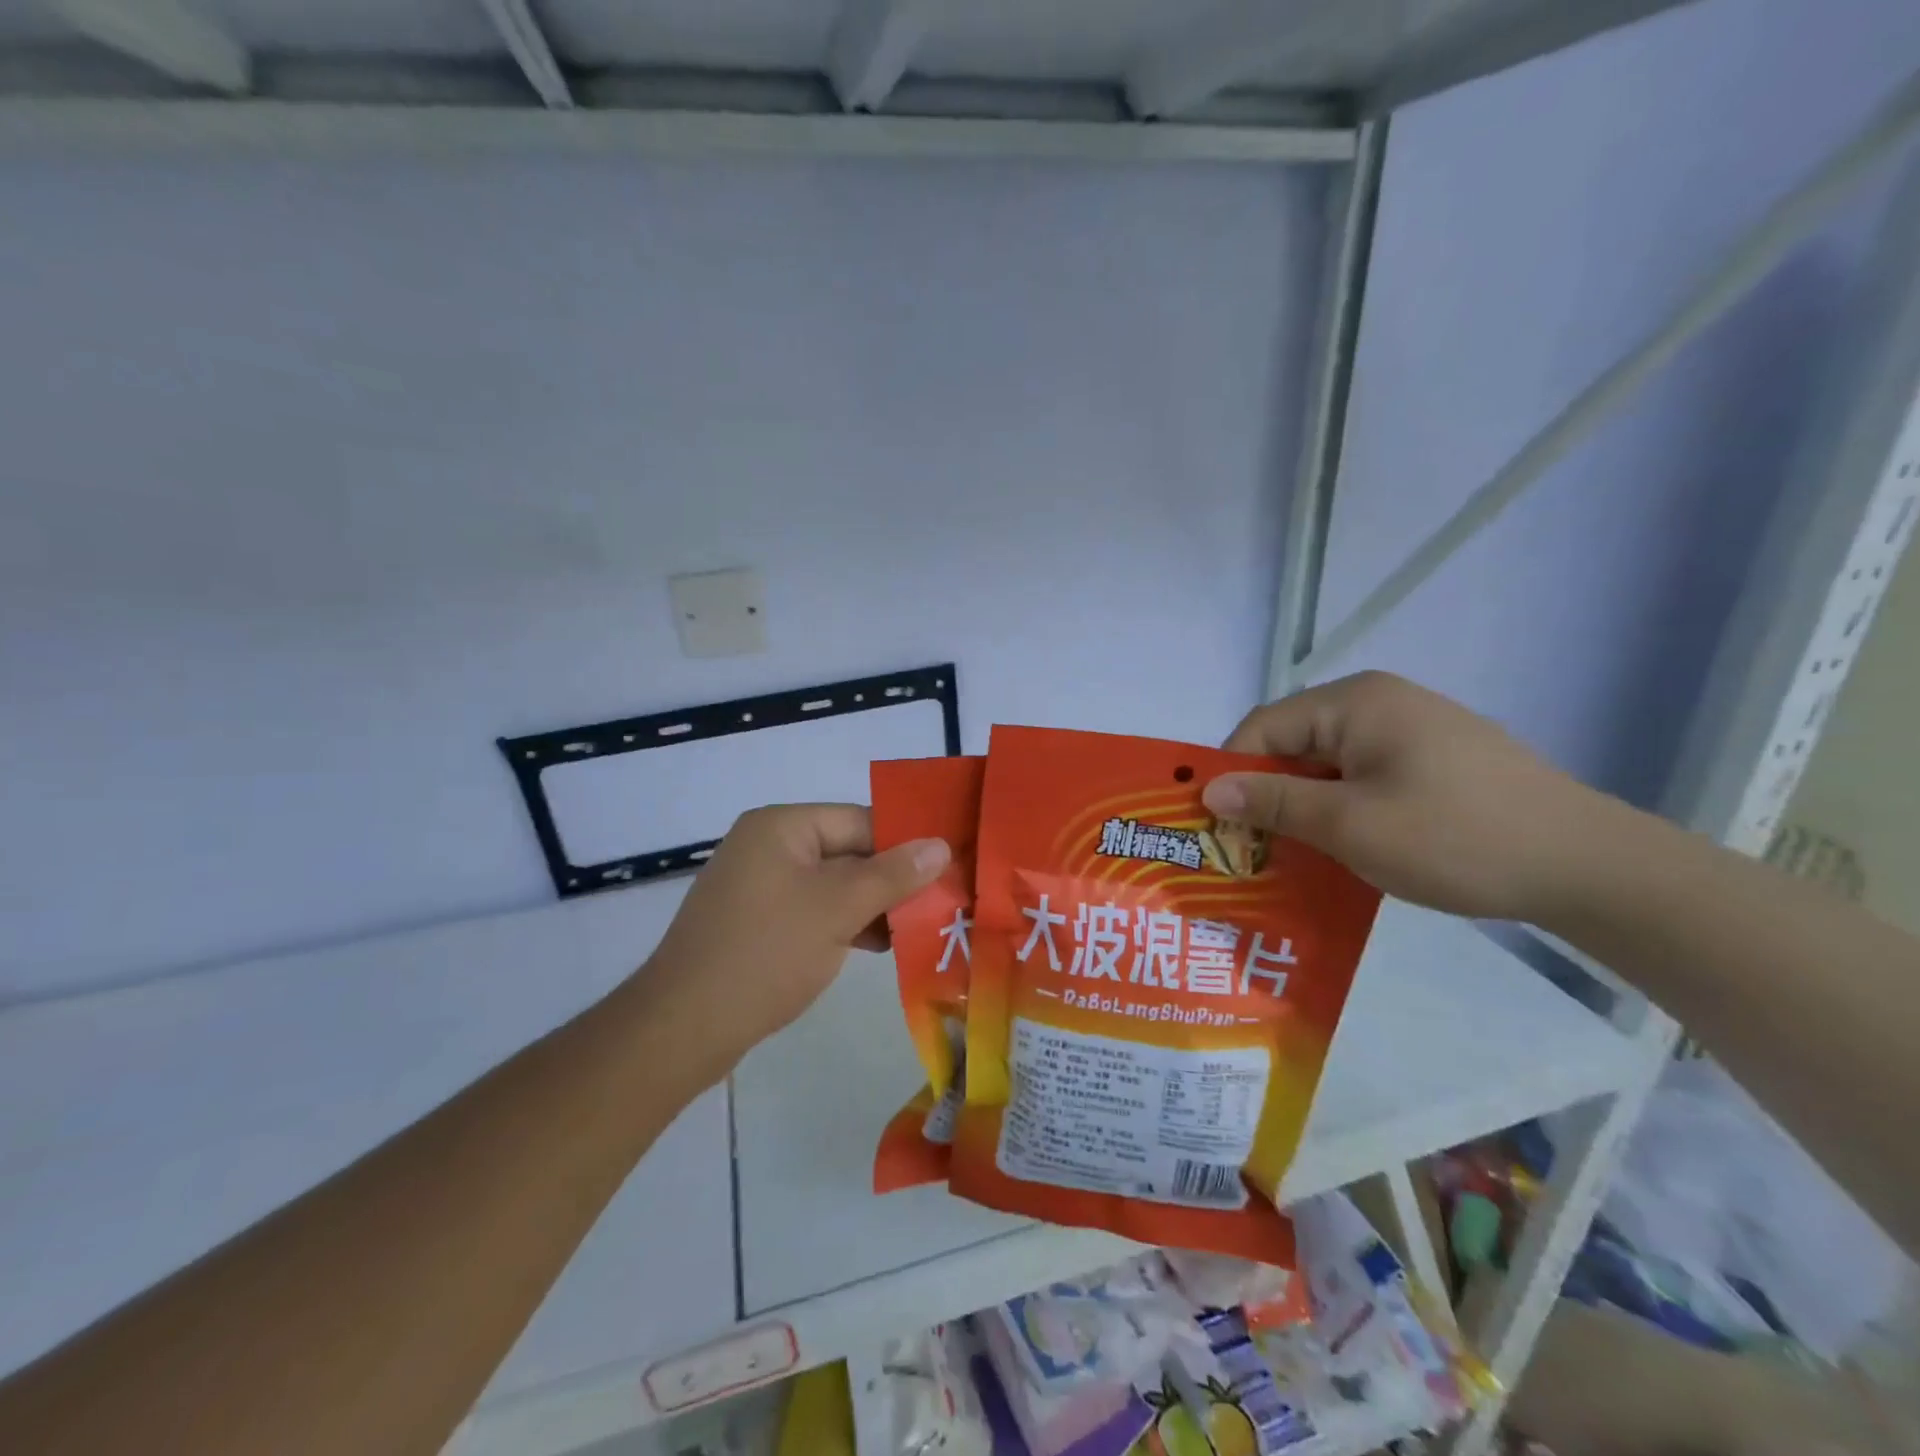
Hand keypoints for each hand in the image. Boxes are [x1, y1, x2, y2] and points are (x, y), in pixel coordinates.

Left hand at [641, 804, 949, 1074]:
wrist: (683, 1027)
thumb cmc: (766, 954)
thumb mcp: (838, 909)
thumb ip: (892, 875)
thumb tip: (941, 845)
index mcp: (782, 826)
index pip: (860, 821)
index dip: (906, 844)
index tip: (948, 870)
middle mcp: (768, 845)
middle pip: (847, 851)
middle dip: (891, 880)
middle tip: (941, 904)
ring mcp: (759, 885)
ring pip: (832, 884)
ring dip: (871, 905)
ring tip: (917, 930)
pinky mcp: (757, 921)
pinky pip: (812, 909)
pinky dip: (843, 923)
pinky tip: (877, 946)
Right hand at [1203, 672, 1614, 921]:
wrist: (1590, 867)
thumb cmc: (1456, 837)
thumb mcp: (1350, 824)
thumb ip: (1272, 802)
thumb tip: (1207, 787)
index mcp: (1354, 701)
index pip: (1263, 728)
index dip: (1230, 774)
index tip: (1216, 826)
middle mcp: (1378, 702)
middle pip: (1293, 744)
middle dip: (1265, 795)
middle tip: (1247, 849)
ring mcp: (1410, 730)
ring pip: (1327, 766)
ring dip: (1302, 808)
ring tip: (1289, 857)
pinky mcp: (1434, 760)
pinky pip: (1362, 778)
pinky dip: (1340, 810)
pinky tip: (1341, 850)